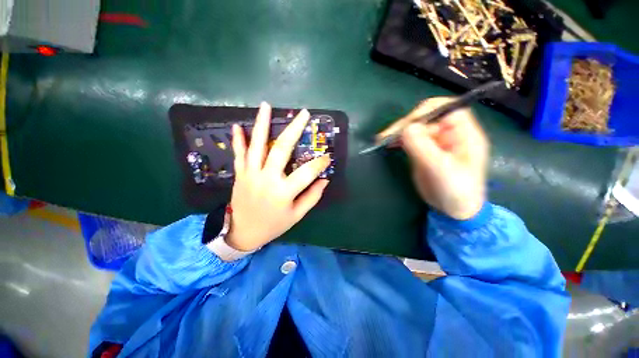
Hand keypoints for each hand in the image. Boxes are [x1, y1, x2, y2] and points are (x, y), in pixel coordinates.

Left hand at [225, 102, 330, 251]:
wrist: (243, 233)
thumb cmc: (274, 225)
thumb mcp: (297, 215)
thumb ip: (312, 197)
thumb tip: (324, 180)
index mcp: (284, 192)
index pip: (307, 173)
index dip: (320, 163)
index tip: (327, 157)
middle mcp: (267, 179)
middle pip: (282, 149)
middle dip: (294, 130)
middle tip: (303, 114)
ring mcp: (251, 174)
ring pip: (257, 145)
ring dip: (262, 124)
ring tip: (266, 105)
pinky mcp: (240, 174)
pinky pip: (239, 154)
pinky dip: (238, 140)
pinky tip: (237, 125)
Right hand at [386, 97, 488, 219]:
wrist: (454, 209)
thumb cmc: (455, 190)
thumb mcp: (440, 169)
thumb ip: (423, 147)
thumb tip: (406, 128)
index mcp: (463, 133)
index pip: (444, 108)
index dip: (424, 112)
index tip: (406, 125)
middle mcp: (448, 133)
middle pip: (424, 118)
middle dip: (405, 124)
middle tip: (386, 136)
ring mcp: (435, 142)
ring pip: (414, 128)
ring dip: (398, 132)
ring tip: (382, 139)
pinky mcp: (423, 151)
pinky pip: (409, 139)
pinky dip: (398, 140)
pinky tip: (388, 144)